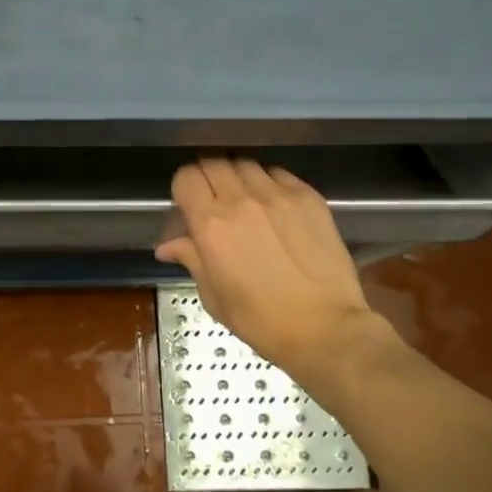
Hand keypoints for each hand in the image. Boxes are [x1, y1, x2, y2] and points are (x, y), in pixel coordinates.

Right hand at [155, 159, 405, 393]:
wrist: (325, 328)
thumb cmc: (261, 320)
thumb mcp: (214, 296)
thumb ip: (190, 258)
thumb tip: (166, 245)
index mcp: (211, 225)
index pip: (186, 178)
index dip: (183, 187)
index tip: (188, 203)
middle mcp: (242, 200)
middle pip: (213, 162)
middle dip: (207, 176)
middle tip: (212, 197)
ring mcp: (278, 195)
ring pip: (245, 163)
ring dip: (237, 176)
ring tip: (243, 197)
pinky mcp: (308, 197)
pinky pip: (278, 173)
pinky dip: (268, 181)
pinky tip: (272, 202)